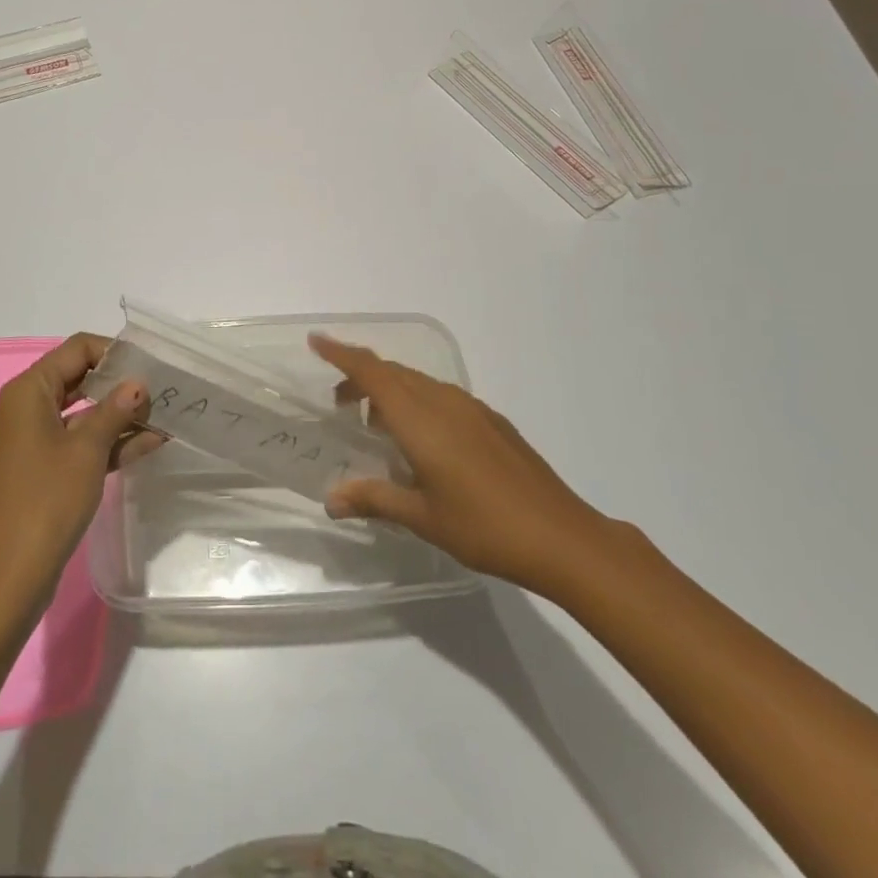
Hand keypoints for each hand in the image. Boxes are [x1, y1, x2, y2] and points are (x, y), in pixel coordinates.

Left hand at [0, 333, 163, 616]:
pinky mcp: (30, 473)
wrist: (5, 581)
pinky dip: (100, 444)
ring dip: (114, 418)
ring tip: (159, 419)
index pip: (75, 350)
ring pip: (75, 416)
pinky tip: (142, 446)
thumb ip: (115, 411)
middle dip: (118, 387)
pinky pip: (69, 445)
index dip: (113, 352)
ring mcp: (22, 444)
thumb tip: (137, 385)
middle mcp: (18, 410)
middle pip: (74, 381)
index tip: (148, 366)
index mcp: (25, 393)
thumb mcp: (88, 451)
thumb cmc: (46, 502)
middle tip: (158, 392)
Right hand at [310, 333, 610, 590]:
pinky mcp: (492, 422)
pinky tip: (423, 442)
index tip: (316, 341)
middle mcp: (444, 402)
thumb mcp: (422, 517)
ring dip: (391, 392)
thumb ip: (374, 499)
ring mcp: (472, 409)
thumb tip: (331, 499)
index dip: (341, 354)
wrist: (561, 536)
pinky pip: (442, 397)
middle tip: (338, 403)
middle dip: (361, 377)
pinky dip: (418, 404)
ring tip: (376, 426)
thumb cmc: (484, 526)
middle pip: (394, 373)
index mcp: (421, 419)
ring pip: (419, 384)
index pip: (372, 372)